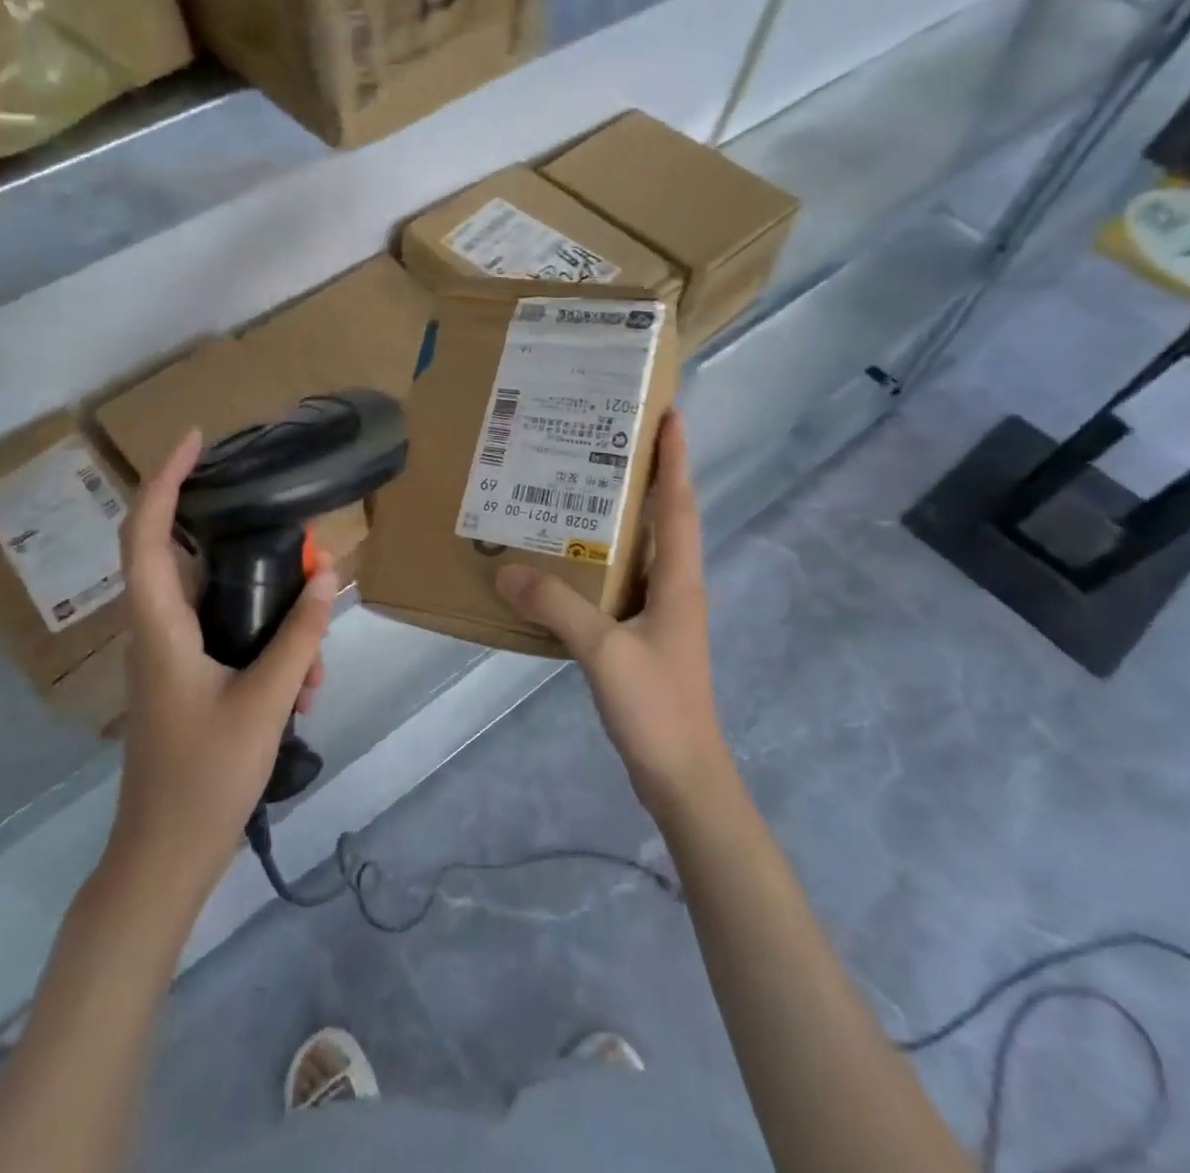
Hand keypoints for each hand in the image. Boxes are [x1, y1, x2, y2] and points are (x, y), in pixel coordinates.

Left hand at [104, 428, 337, 908]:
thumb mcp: (267, 702)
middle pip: (188, 558)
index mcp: (160, 627)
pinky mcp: (187, 678)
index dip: (164, 480)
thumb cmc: (205, 779)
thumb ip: (299, 637)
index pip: (146, 533)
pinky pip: (229, 638)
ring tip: (313, 661)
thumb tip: (327, 576)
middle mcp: (158, 631)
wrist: (165, 858)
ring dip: (270, 615)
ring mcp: (171, 657)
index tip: (196, 441)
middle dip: (245, 546)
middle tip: (292, 543)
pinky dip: (268, 646)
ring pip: (220, 604)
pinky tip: (305, 686)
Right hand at [496, 412, 734, 823]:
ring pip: (644, 550)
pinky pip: (624, 582)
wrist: (683, 775)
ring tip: (580, 488)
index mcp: (679, 579)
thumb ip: (557, 608)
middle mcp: (677, 587)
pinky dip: (603, 561)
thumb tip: (507, 568)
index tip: (669, 414)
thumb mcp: (604, 651)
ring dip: (623, 517)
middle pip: (665, 518)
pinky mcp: (646, 636)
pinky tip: (569, 561)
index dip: (676, 457)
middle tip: (605, 439)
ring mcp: (663, 613)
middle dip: (646, 475)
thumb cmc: (656, 706)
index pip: (679, 503)